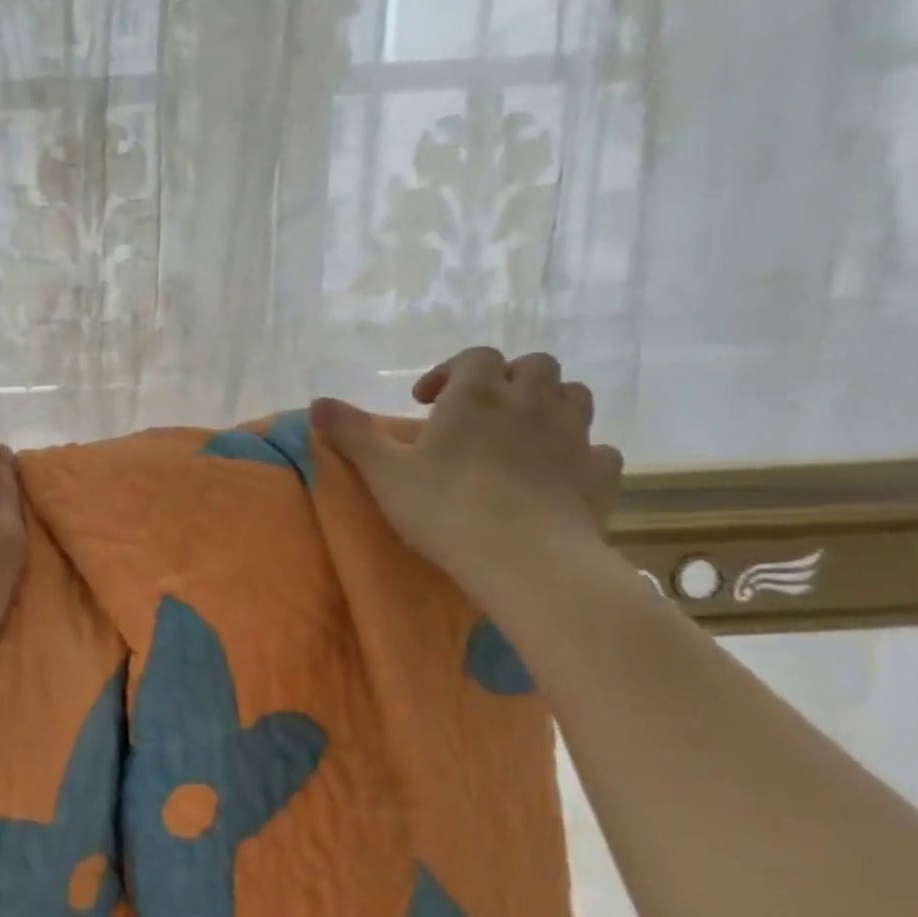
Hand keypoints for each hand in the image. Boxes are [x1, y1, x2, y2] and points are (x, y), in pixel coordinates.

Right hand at [312, 348, 623, 596]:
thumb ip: (351, 432)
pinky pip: (599, 449)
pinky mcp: (600, 474)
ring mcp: (573, 436)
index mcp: (477, 396)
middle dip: (507, 379)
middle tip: (479, 411)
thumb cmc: (446, 507)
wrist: (525, 559)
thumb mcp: (384, 471)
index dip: (450, 370)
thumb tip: (317, 401)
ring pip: (574, 396)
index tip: (425, 402)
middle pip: (533, 366)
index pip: (474, 357)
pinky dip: (580, 452)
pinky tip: (559, 472)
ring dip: (549, 403)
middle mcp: (530, 403)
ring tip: (521, 432)